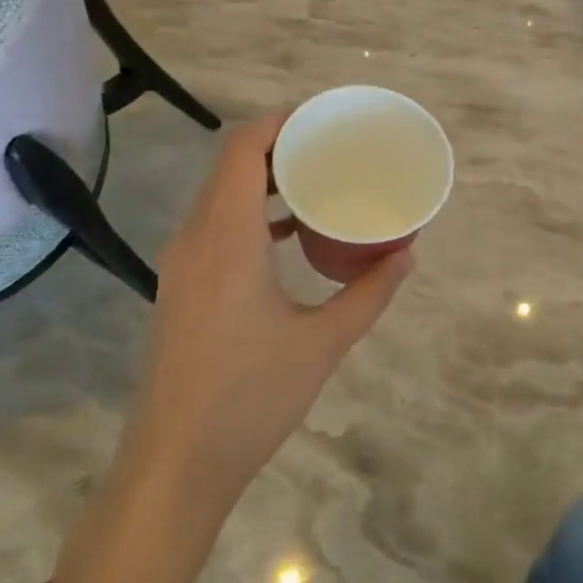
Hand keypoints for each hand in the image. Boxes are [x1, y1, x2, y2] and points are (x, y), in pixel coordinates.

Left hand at [117, 113, 412, 521]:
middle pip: (230, 165)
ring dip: (263, 179)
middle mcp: (196, 238)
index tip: (322, 118)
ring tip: (316, 180)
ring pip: (219, 195)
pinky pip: (215, 225)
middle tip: (331, 146)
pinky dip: (250, 213)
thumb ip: (369, 293)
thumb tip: (408, 254)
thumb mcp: (323, 342)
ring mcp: (182, 264)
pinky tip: (288, 234)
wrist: (175, 464)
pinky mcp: (181, 287)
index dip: (279, 122)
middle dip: (279, 145)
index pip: (242, 149)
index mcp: (227, 238)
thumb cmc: (250, 397)